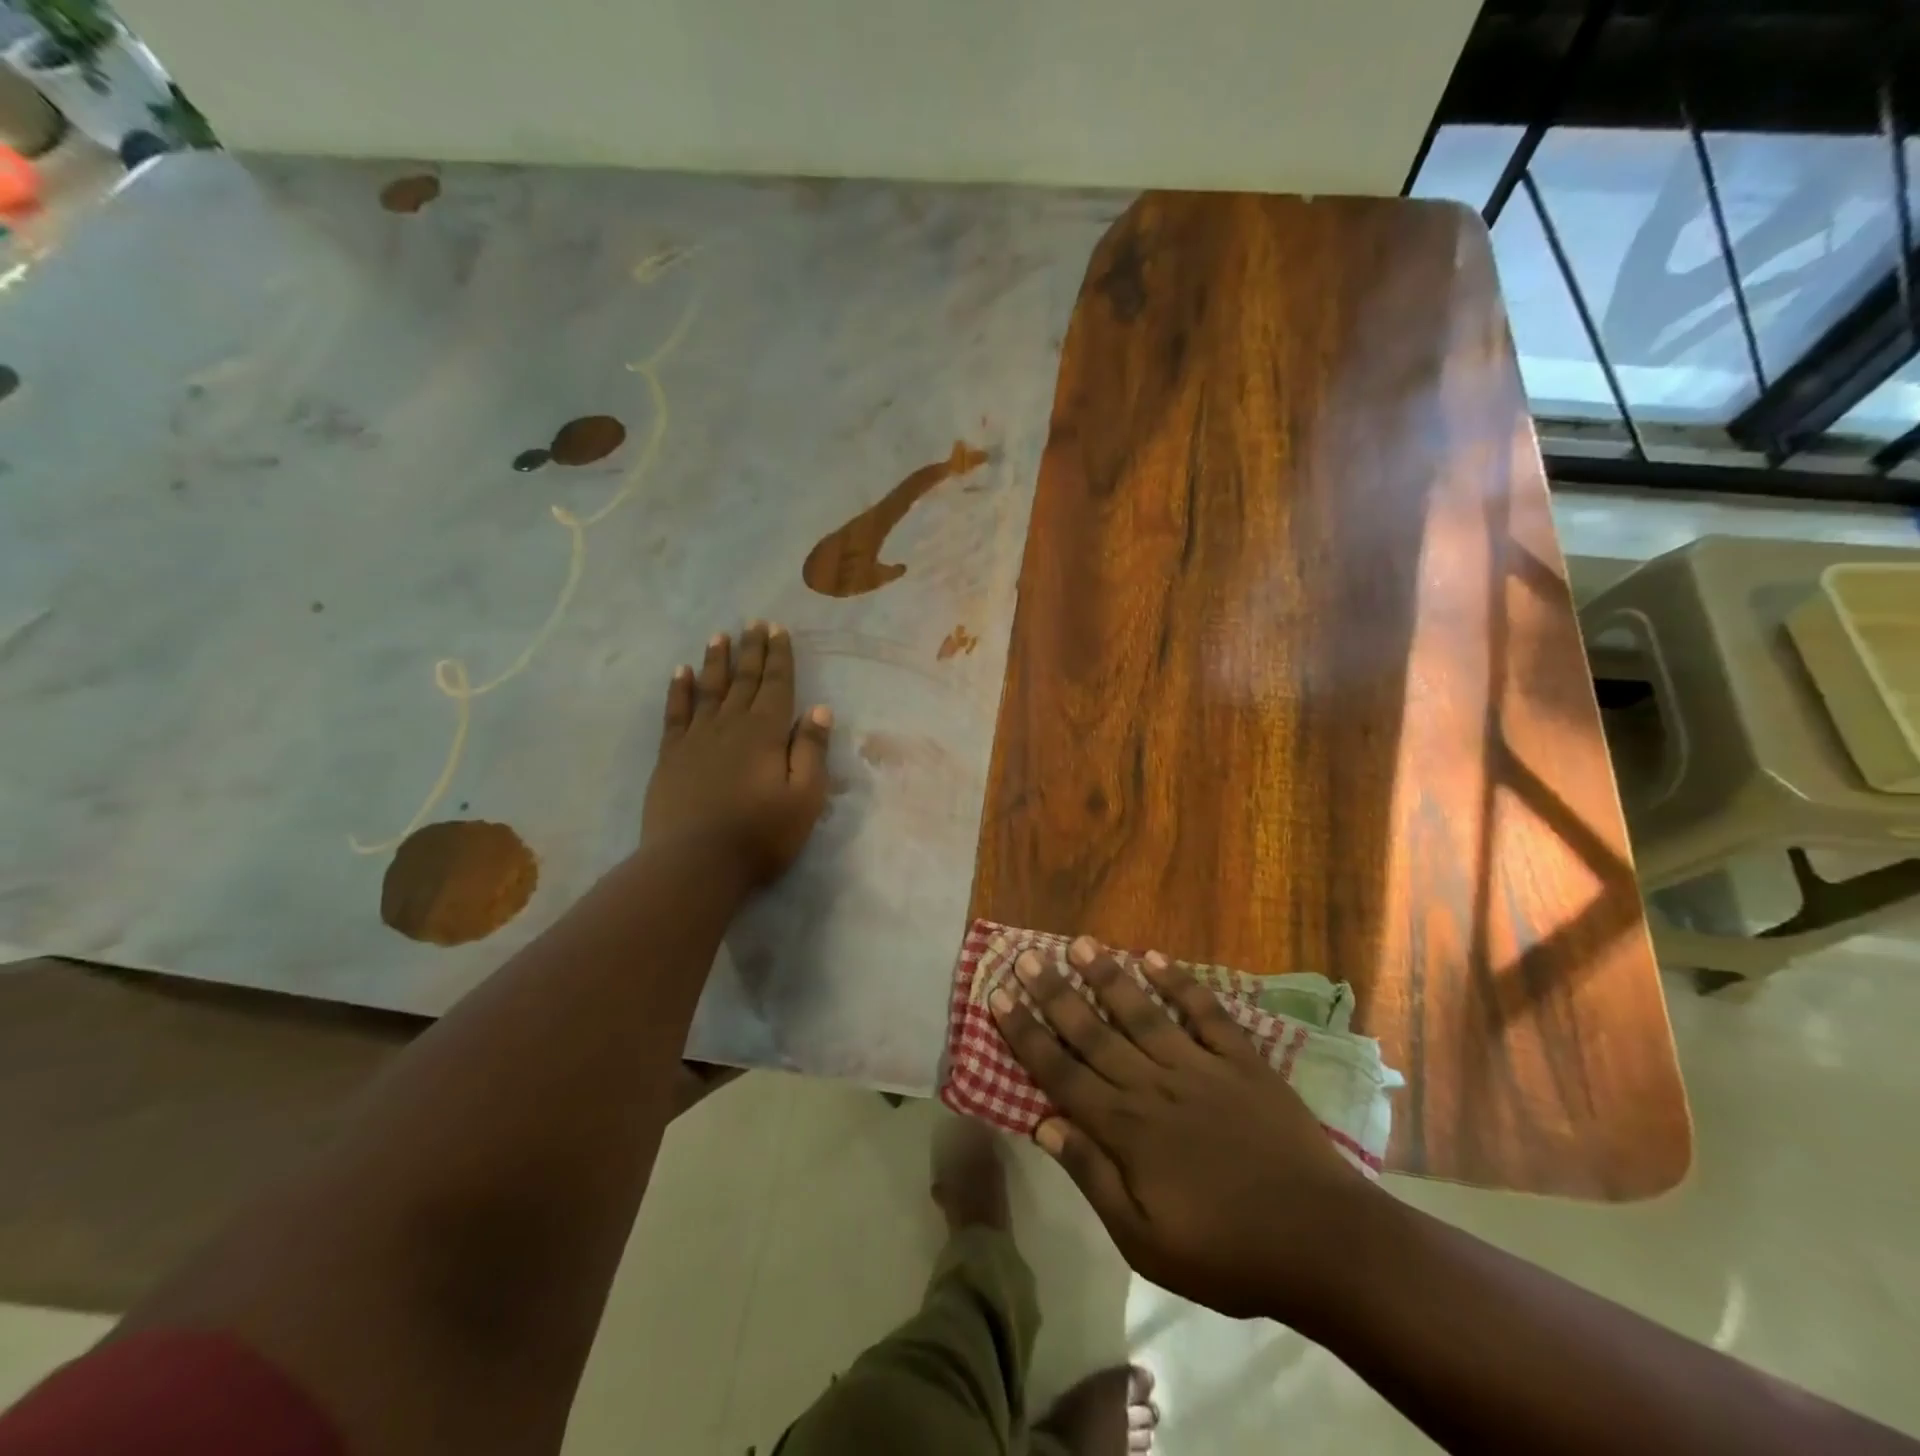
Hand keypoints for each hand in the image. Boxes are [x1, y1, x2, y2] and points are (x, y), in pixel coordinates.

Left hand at [642, 623, 832, 889]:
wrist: (695, 864)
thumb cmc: (760, 834)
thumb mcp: (805, 797)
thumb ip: (811, 750)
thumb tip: (819, 708)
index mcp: (765, 732)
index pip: (776, 685)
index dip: (779, 656)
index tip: (778, 629)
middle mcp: (730, 725)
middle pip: (743, 679)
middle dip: (751, 650)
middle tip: (754, 623)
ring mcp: (696, 739)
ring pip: (709, 689)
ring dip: (716, 661)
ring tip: (719, 635)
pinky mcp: (670, 757)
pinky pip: (675, 713)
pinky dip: (679, 690)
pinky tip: (680, 672)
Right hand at [990, 936, 1380, 1321]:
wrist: (1322, 1242)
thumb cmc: (1226, 1251)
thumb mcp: (1145, 1240)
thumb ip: (1092, 1177)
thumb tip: (1043, 1123)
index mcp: (1126, 1127)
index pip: (1060, 1071)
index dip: (1026, 1034)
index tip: (999, 998)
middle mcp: (1153, 1084)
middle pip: (1093, 1031)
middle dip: (1054, 993)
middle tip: (1026, 957)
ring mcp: (1199, 1066)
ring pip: (1142, 1012)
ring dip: (1108, 976)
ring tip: (1080, 944)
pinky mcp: (1241, 1061)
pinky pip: (1204, 1012)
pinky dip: (1179, 983)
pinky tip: (1155, 958)